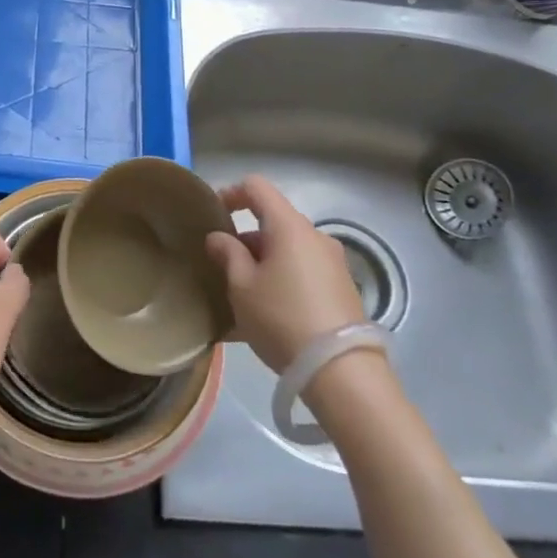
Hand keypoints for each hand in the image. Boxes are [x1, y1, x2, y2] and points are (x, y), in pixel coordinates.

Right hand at [205, 175, 368, 373]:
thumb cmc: (282, 318)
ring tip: (244, 295)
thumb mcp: (242, 287)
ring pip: (289, 249)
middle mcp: (315, 236)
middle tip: (224, 267)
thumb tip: (219, 237)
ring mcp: (334, 262)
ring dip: (264, 261)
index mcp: (289, 226)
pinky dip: (283, 279)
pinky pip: (304, 271)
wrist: (341, 371)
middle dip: (246, 238)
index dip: (231, 194)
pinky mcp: (343, 288)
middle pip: (274, 221)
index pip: (257, 187)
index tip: (213, 216)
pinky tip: (269, 312)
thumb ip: (227, 254)